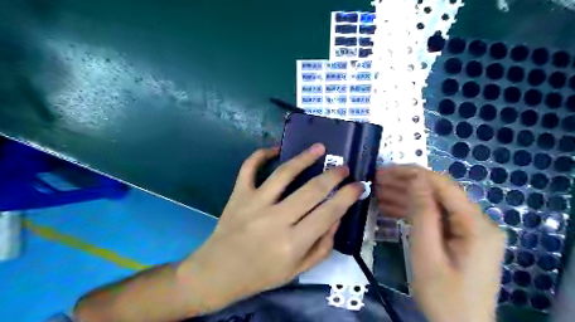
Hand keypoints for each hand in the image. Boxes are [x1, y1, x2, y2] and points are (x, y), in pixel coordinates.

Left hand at [178, 144, 360, 314]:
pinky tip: (275, 149)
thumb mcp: (297, 270)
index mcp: (292, 243)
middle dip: (333, 176)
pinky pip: (249, 168)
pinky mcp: (238, 195)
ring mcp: (254, 204)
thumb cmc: (261, 274)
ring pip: (284, 173)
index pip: (328, 213)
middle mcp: (275, 220)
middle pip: (312, 190)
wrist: (219, 273)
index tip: (359, 186)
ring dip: (305, 158)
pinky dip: (260, 155)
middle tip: (343, 168)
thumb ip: (322, 246)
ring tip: (319, 148)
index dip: (347, 197)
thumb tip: (336, 217)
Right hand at [378, 167, 504, 321]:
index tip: (386, 170)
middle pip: (438, 192)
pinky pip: (434, 217)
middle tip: (376, 179)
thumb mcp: (427, 253)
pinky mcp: (459, 237)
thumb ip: (423, 213)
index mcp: (476, 225)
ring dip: (405, 196)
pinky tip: (388, 208)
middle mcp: (477, 222)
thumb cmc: (443, 296)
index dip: (414, 173)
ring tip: (377, 191)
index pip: (443, 185)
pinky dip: (411, 212)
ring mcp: (468, 229)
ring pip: (433, 203)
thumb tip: (416, 178)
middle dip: (406, 183)